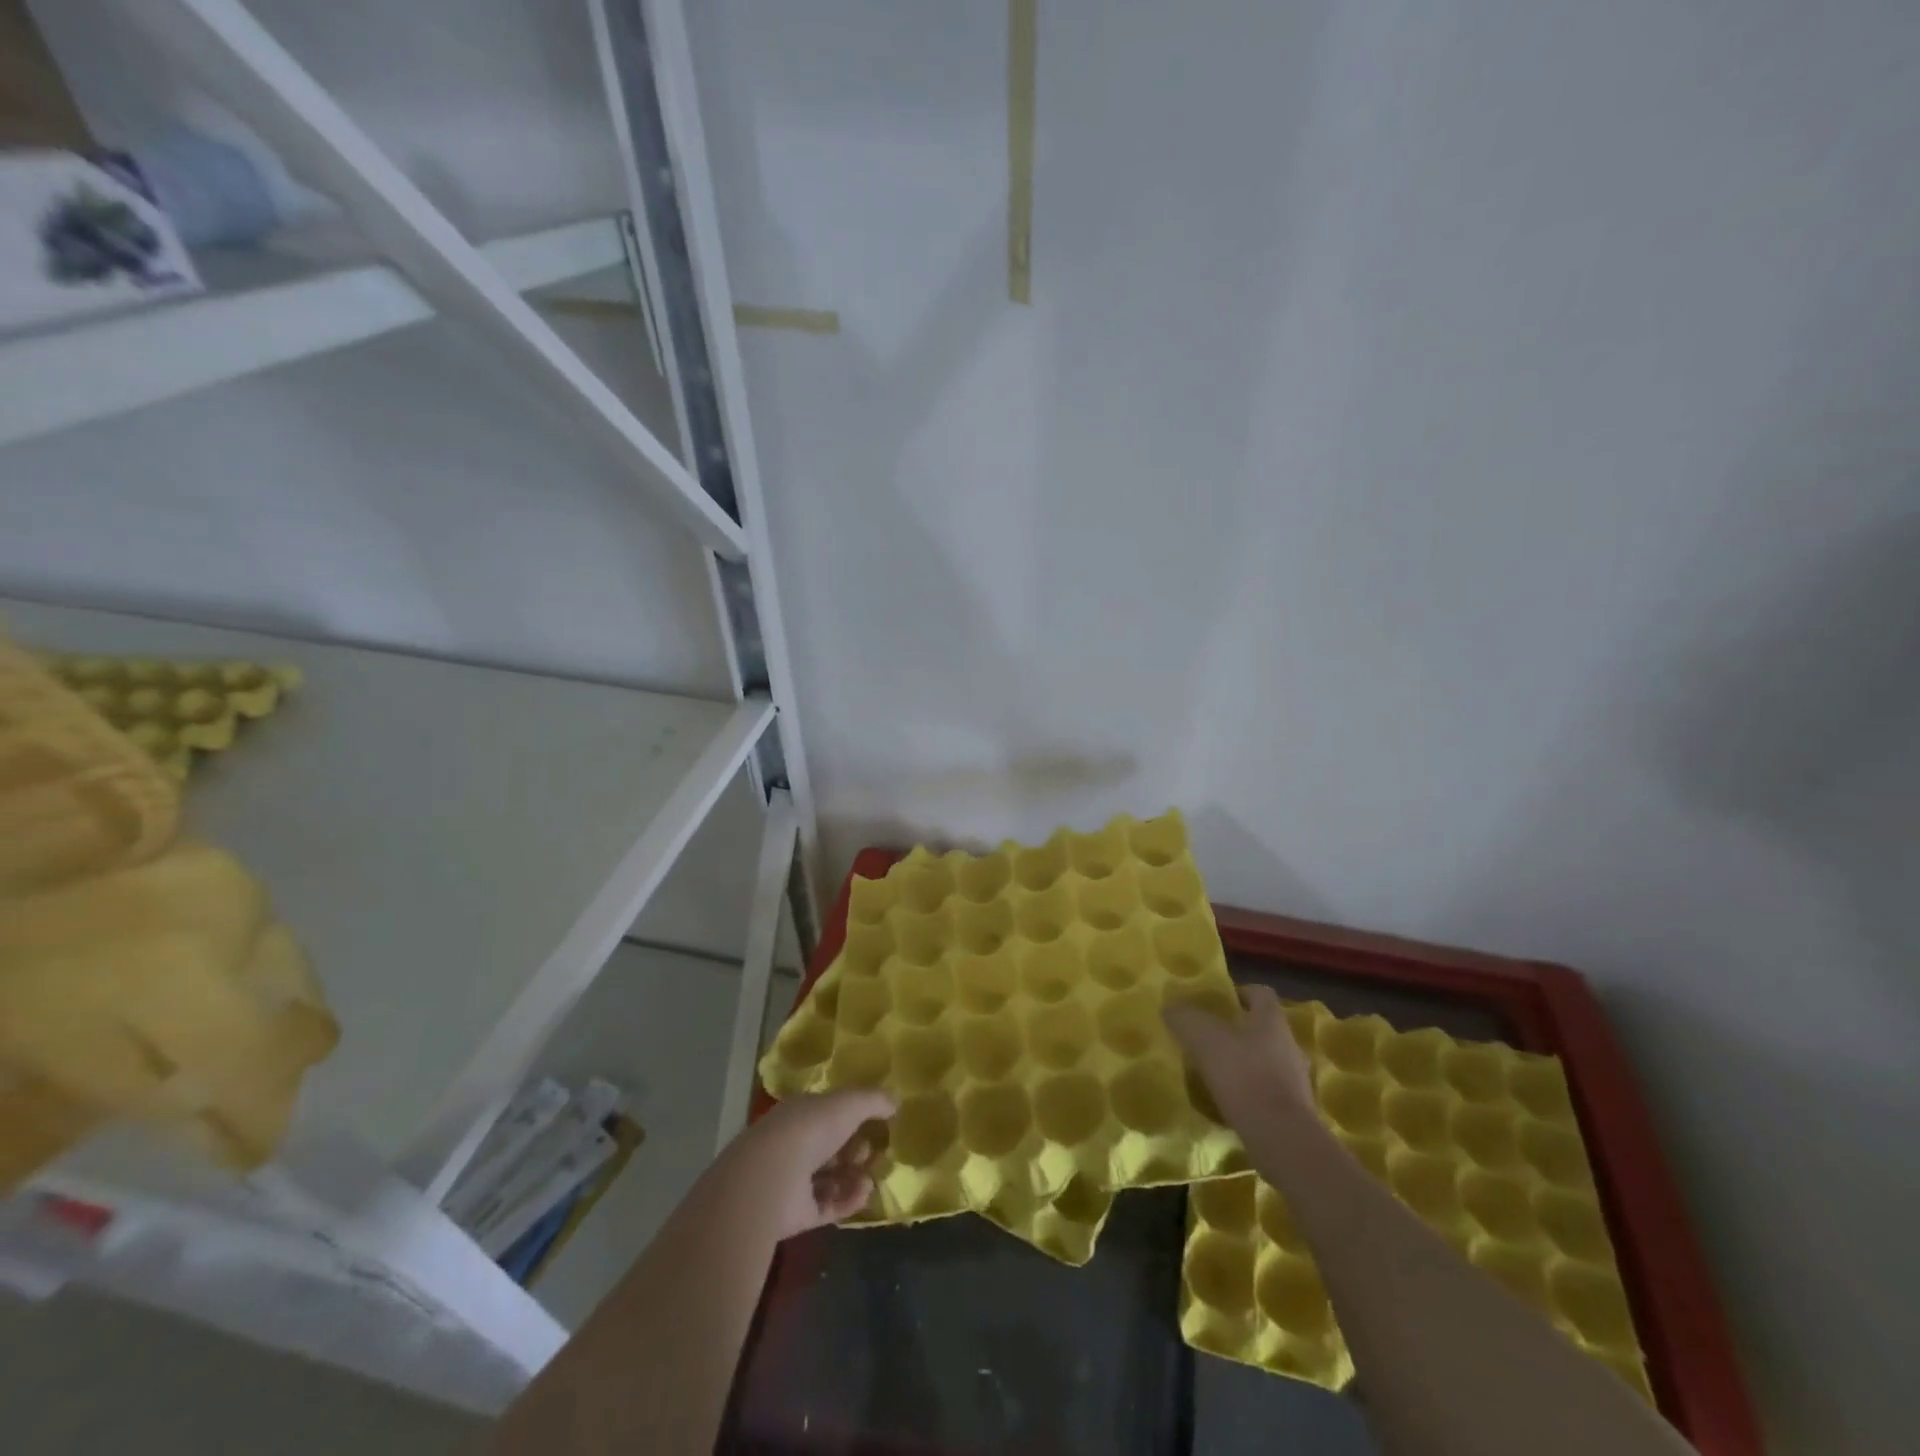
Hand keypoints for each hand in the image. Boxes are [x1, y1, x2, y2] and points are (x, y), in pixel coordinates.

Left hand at [714, 1089, 896, 1240]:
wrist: (772, 1178)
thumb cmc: (810, 1129)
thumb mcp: (849, 1104)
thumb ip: (874, 1100)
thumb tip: (895, 1102)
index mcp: (802, 1114)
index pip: (829, 1113)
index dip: (854, 1117)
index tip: (877, 1123)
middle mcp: (796, 1145)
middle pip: (832, 1148)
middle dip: (856, 1150)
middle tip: (875, 1153)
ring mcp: (795, 1181)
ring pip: (832, 1179)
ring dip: (855, 1178)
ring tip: (870, 1179)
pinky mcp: (798, 1215)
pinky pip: (829, 1207)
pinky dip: (848, 1201)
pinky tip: (864, 1194)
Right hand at [1165, 983, 1316, 1136]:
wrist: (1282, 1139)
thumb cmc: (1244, 1075)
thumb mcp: (1204, 1038)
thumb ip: (1185, 1018)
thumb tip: (1171, 1008)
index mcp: (1271, 1020)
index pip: (1260, 993)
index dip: (1238, 993)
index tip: (1215, 1003)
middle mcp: (1289, 1044)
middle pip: (1263, 1027)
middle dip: (1237, 1030)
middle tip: (1208, 1037)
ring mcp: (1296, 1079)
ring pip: (1266, 1060)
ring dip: (1244, 1062)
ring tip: (1215, 1071)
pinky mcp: (1294, 1110)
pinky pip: (1268, 1090)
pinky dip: (1250, 1091)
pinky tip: (1228, 1100)